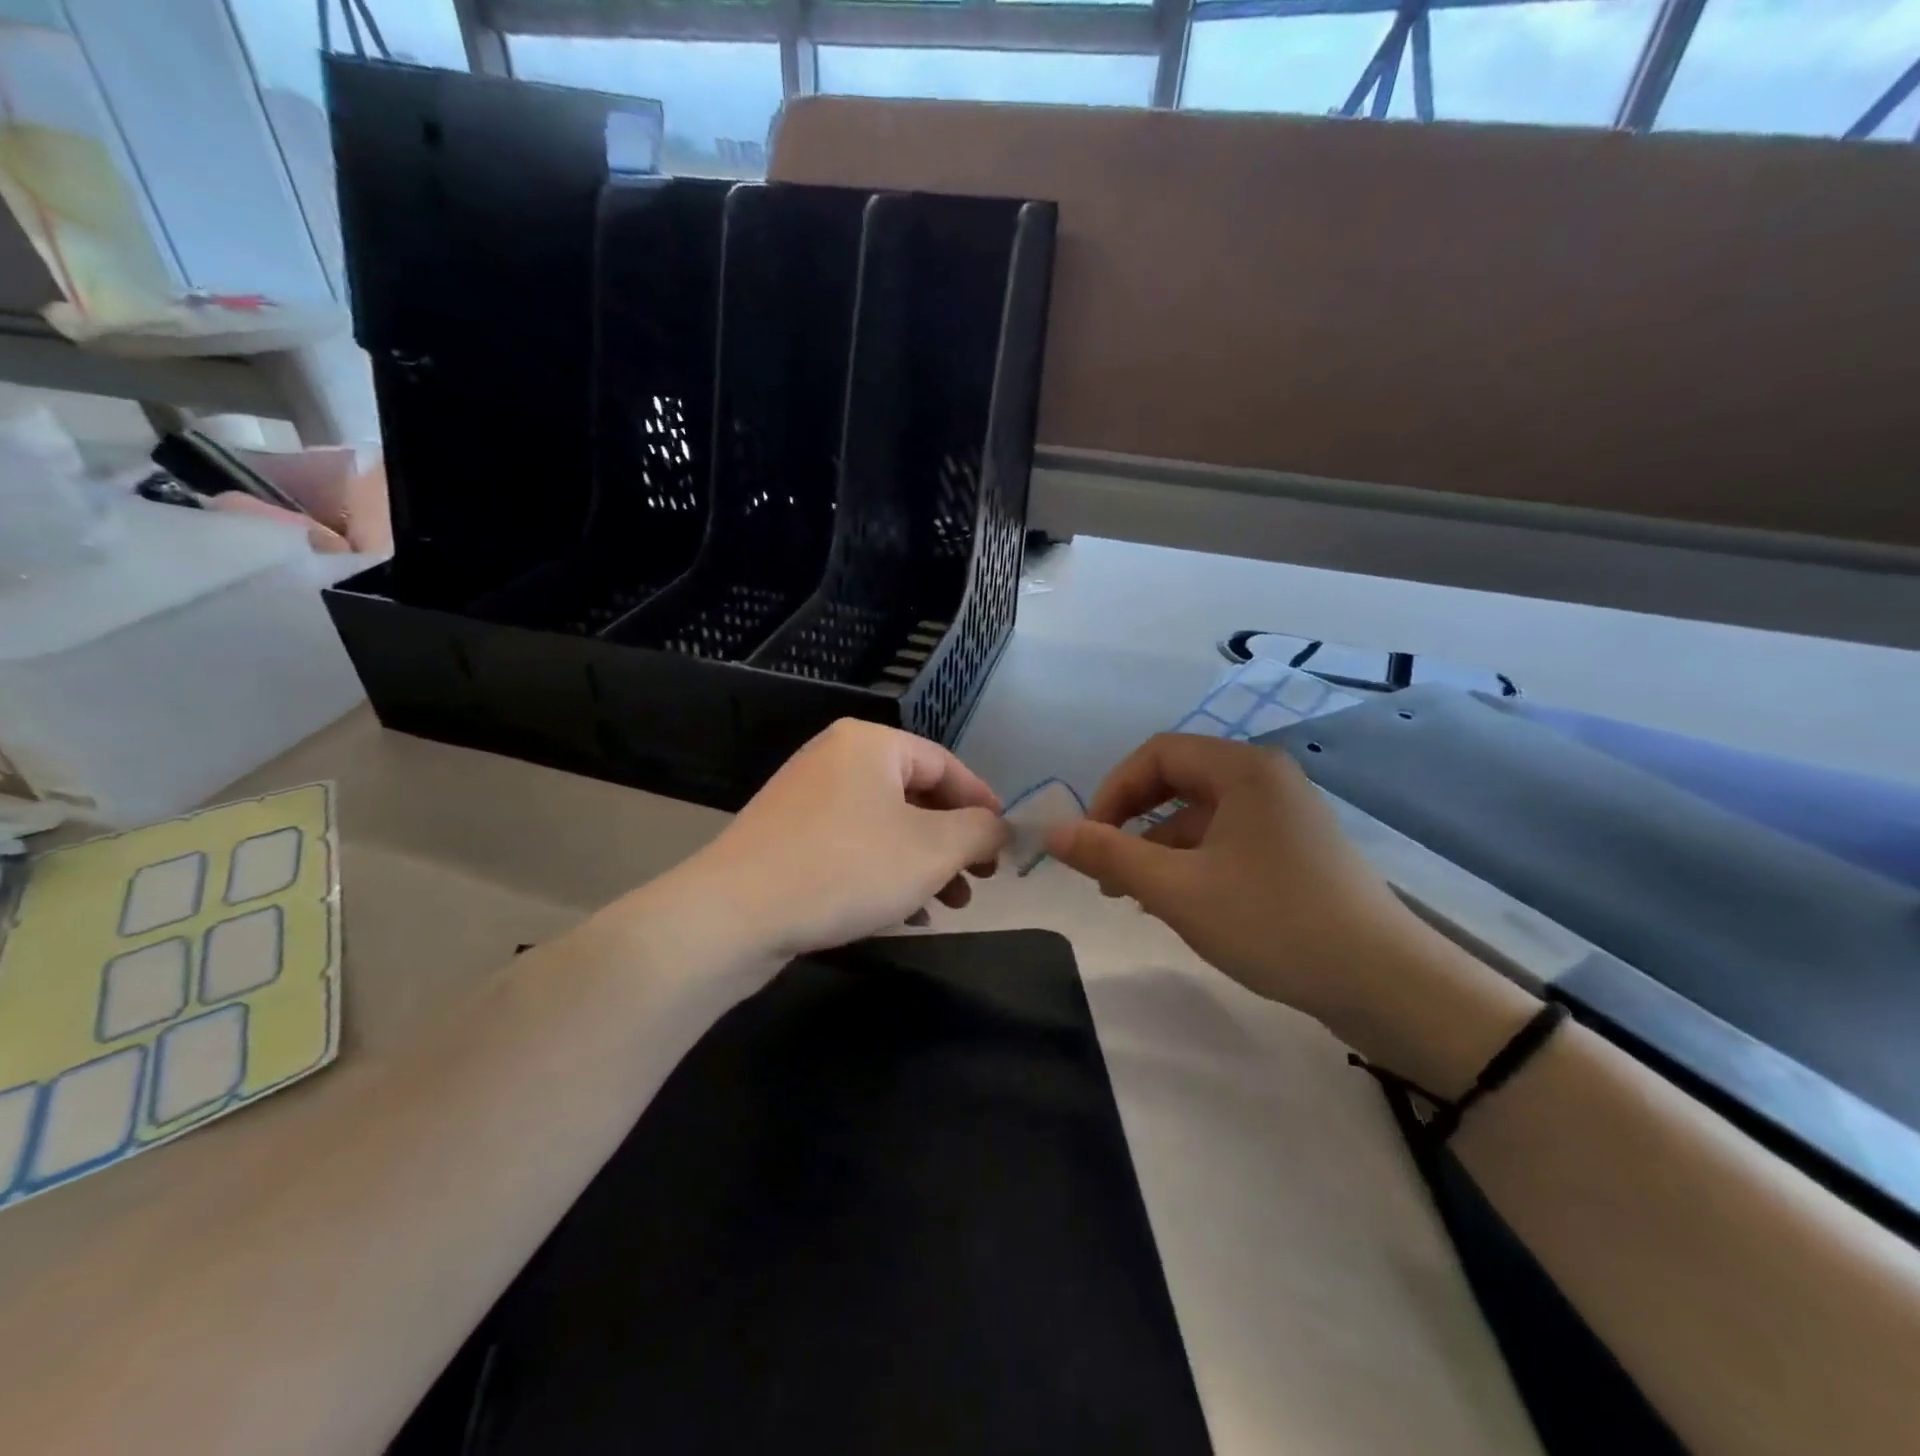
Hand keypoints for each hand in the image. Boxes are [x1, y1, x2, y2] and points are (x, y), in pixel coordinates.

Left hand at [681, 719, 1008, 962]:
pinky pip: (853, 845)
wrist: (734, 914)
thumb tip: (1001, 827)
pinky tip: (905, 913)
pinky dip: (886, 872)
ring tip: (950, 903)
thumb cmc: (847, 868)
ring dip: (924, 863)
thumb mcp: (932, 850)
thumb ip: (980, 831)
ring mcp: (806, 797)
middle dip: (954, 842)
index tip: (1006, 844)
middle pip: (916, 796)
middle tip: (980, 880)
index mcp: (871, 744)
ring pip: (886, 825)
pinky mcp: (787, 835)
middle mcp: (836, 758)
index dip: (983, 804)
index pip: (947, 765)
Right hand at [1046, 734, 1414, 1018]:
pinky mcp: (1297, 850)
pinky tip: (1179, 904)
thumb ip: (1109, 855)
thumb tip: (1053, 832)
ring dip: (1160, 848)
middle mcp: (1266, 779)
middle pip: (1178, 781)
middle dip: (1133, 822)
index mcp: (1242, 769)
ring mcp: (1286, 815)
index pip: (1157, 754)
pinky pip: (1228, 840)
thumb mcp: (1176, 889)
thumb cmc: (1271, 921)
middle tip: (1107, 869)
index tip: (1091, 839)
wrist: (1384, 983)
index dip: (1113, 790)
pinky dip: (1194, 863)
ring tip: (1136, 898)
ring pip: (1201, 816)